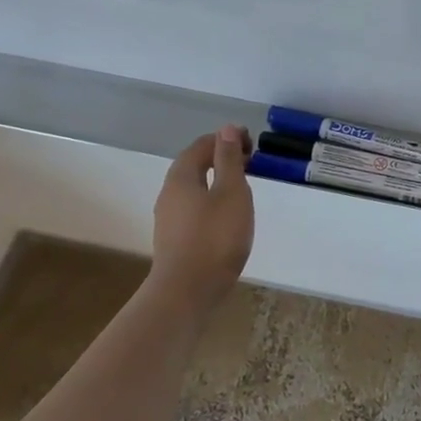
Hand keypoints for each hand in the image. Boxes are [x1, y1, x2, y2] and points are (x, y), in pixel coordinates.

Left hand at [149, 126, 254, 313]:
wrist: (187, 291)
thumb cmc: (215, 237)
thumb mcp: (232, 193)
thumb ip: (229, 160)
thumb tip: (227, 129)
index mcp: (182, 177)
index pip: (201, 145)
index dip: (225, 139)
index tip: (251, 143)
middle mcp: (169, 193)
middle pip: (194, 165)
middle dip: (220, 158)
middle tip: (250, 162)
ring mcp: (169, 218)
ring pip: (194, 188)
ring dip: (216, 180)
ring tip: (242, 187)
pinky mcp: (174, 238)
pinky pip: (194, 207)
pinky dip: (211, 200)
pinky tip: (227, 215)